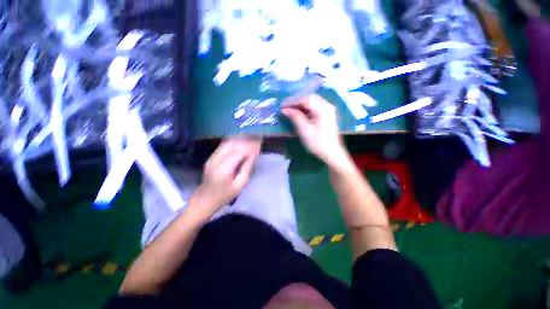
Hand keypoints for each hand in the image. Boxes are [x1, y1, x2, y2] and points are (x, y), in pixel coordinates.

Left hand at [190, 138, 260, 218]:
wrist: (205, 199)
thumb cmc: (225, 195)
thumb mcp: (240, 185)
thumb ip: (246, 168)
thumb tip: (253, 155)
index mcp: (223, 169)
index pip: (238, 152)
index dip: (249, 147)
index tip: (259, 146)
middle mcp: (216, 160)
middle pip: (232, 144)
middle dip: (245, 142)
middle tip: (256, 142)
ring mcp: (212, 157)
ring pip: (227, 143)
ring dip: (240, 140)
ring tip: (250, 142)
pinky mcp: (211, 157)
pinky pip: (224, 145)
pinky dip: (234, 143)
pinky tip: (241, 144)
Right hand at [281, 95, 348, 168]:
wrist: (332, 154)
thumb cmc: (318, 143)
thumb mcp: (305, 131)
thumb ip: (295, 117)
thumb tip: (284, 109)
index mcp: (323, 109)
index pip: (305, 99)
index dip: (292, 102)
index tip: (282, 106)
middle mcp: (327, 106)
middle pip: (309, 98)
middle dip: (296, 102)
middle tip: (285, 107)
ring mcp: (328, 110)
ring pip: (312, 102)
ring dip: (301, 105)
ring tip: (290, 110)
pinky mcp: (327, 115)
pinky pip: (315, 107)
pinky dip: (306, 109)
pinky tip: (300, 113)